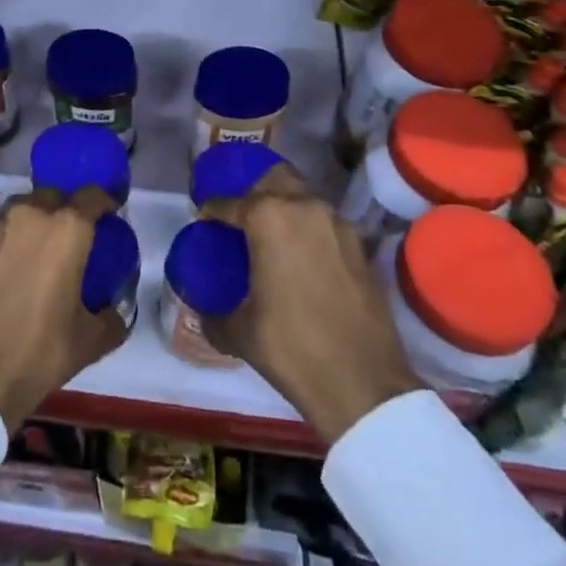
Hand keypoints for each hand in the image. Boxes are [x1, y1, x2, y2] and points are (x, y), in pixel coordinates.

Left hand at [0, 188, 128, 431]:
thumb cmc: (39, 352)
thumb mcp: (89, 341)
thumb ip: (110, 318)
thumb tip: (114, 311)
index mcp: (67, 230)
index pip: (92, 196)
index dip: (105, 203)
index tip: (110, 217)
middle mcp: (30, 216)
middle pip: (54, 197)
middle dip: (67, 209)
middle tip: (74, 238)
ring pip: (23, 211)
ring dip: (36, 224)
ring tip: (41, 253)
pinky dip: (10, 244)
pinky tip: (11, 272)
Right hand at [201, 163, 419, 443]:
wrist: (364, 386)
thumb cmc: (292, 349)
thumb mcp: (239, 332)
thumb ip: (212, 311)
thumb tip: (200, 307)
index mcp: (268, 218)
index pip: (229, 202)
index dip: (211, 211)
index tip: (203, 221)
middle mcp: (304, 208)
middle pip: (273, 179)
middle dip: (253, 192)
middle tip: (240, 218)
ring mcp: (338, 224)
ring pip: (303, 197)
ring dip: (284, 207)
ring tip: (270, 237)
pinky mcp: (361, 246)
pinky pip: (325, 224)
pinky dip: (309, 231)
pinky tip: (300, 258)